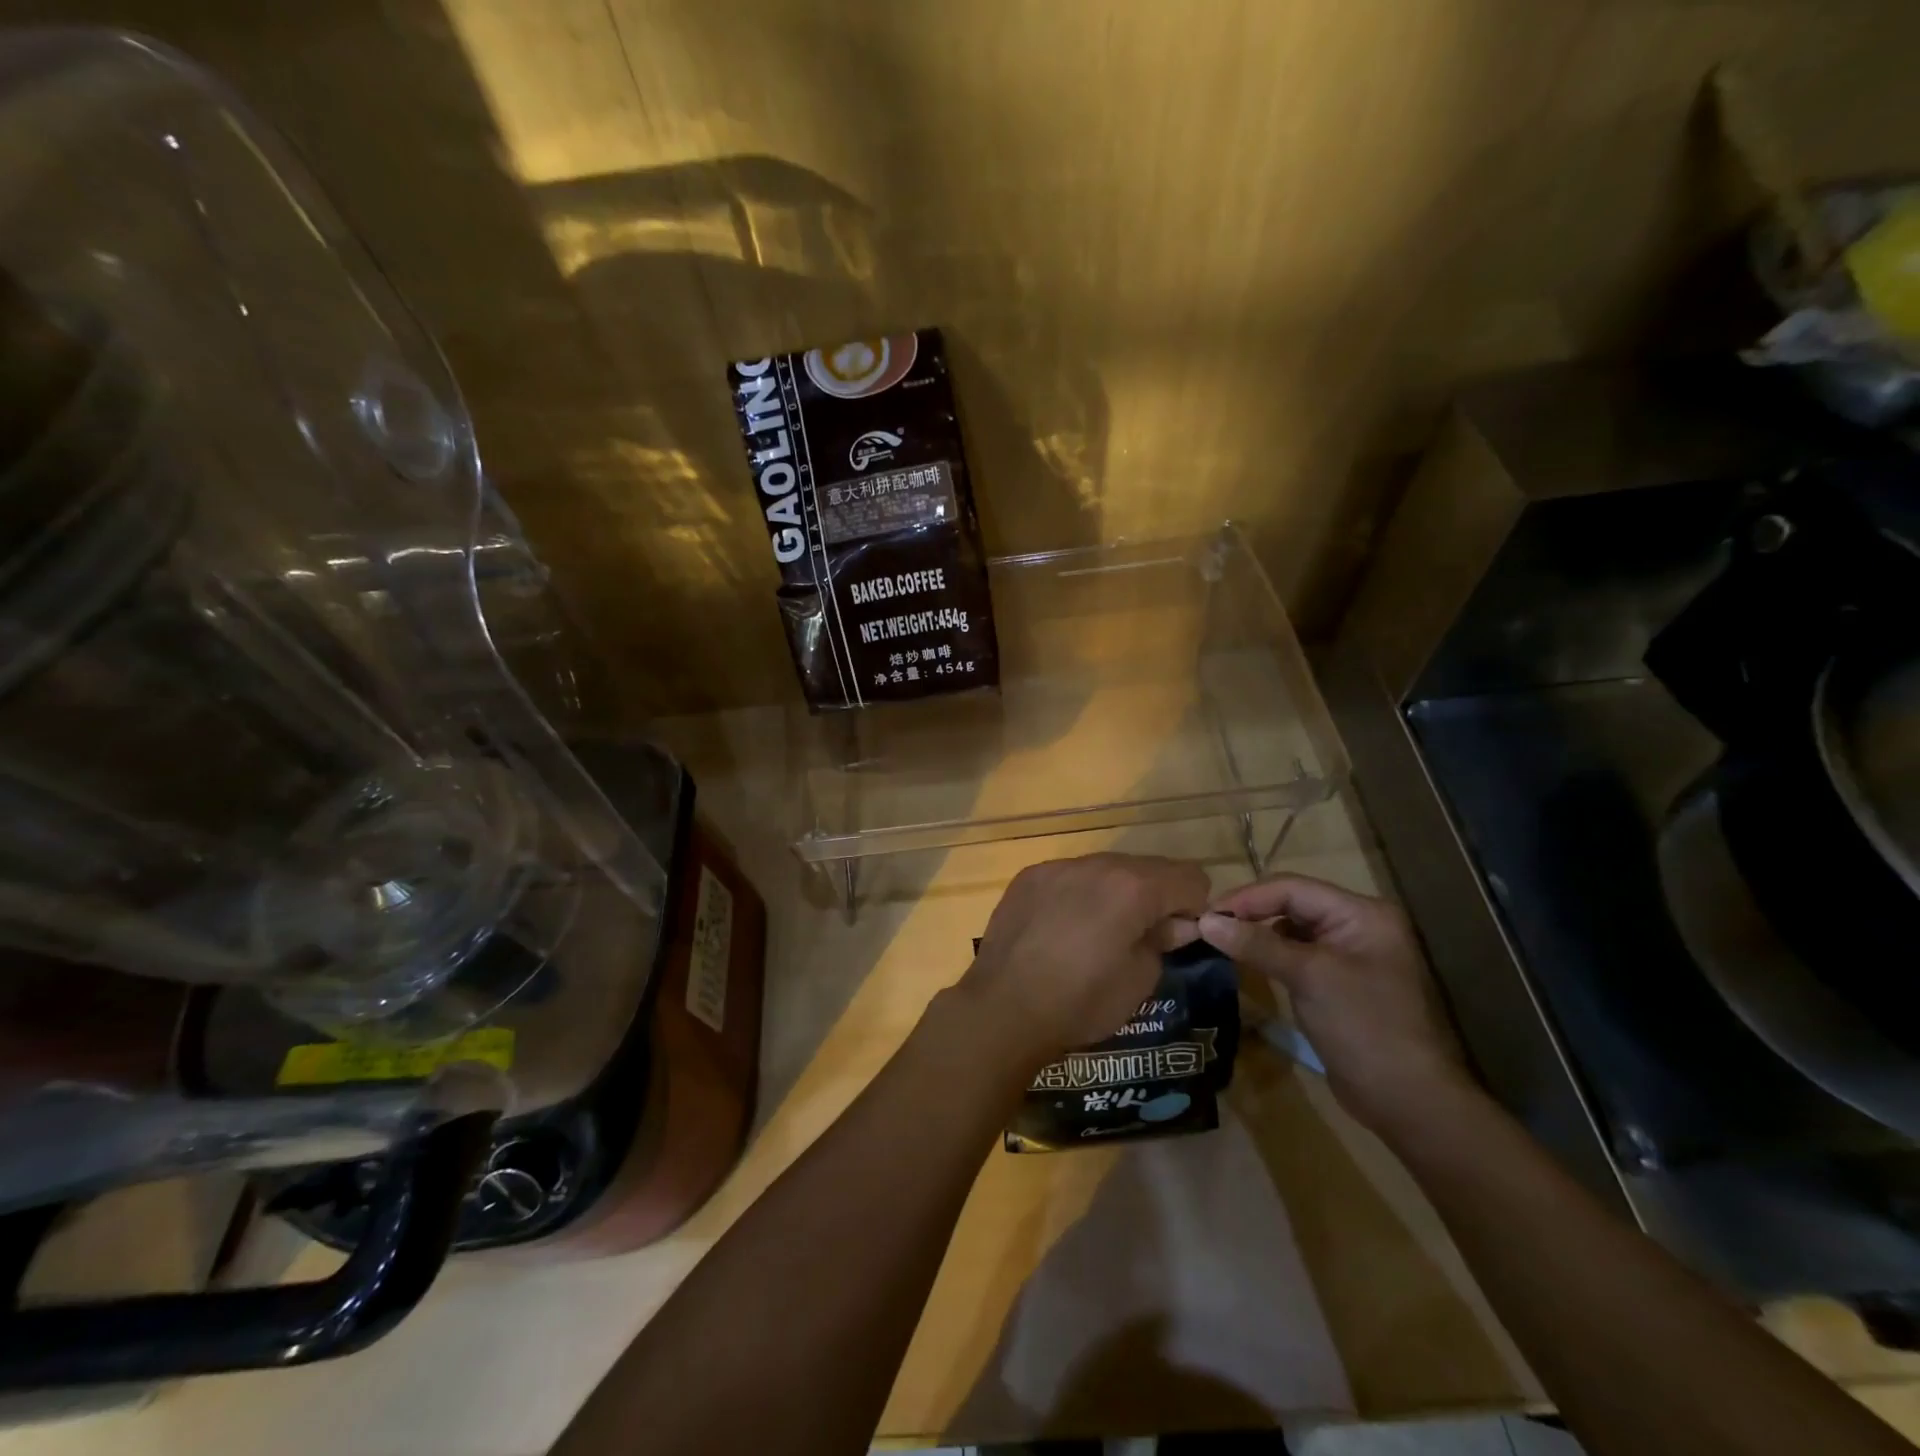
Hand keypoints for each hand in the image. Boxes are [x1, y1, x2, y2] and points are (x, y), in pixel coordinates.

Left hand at [960, 853, 1209, 1068]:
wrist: (1003, 1007)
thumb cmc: (1081, 1001)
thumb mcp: (1140, 981)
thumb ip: (1163, 941)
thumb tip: (1174, 924)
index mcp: (1133, 887)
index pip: (1190, 878)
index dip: (1194, 908)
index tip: (1178, 937)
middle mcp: (1097, 864)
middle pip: (1147, 868)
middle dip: (1155, 897)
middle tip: (1141, 937)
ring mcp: (1057, 866)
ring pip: (1105, 868)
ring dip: (1115, 893)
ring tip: (1098, 933)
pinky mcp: (1028, 877)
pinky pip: (1069, 876)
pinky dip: (1077, 894)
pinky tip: (1062, 929)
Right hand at [1197, 874, 1471, 1136]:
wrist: (1407, 1100)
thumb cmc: (1363, 1026)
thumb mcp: (1308, 977)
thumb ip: (1256, 944)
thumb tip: (1205, 921)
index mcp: (1362, 913)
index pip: (1293, 888)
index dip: (1247, 897)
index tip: (1207, 914)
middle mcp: (1358, 925)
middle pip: (1292, 904)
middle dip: (1250, 912)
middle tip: (1208, 926)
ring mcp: (1349, 954)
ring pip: (1291, 929)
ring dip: (1257, 933)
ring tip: (1219, 940)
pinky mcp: (1338, 982)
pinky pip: (1297, 955)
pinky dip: (1269, 955)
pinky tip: (1246, 961)